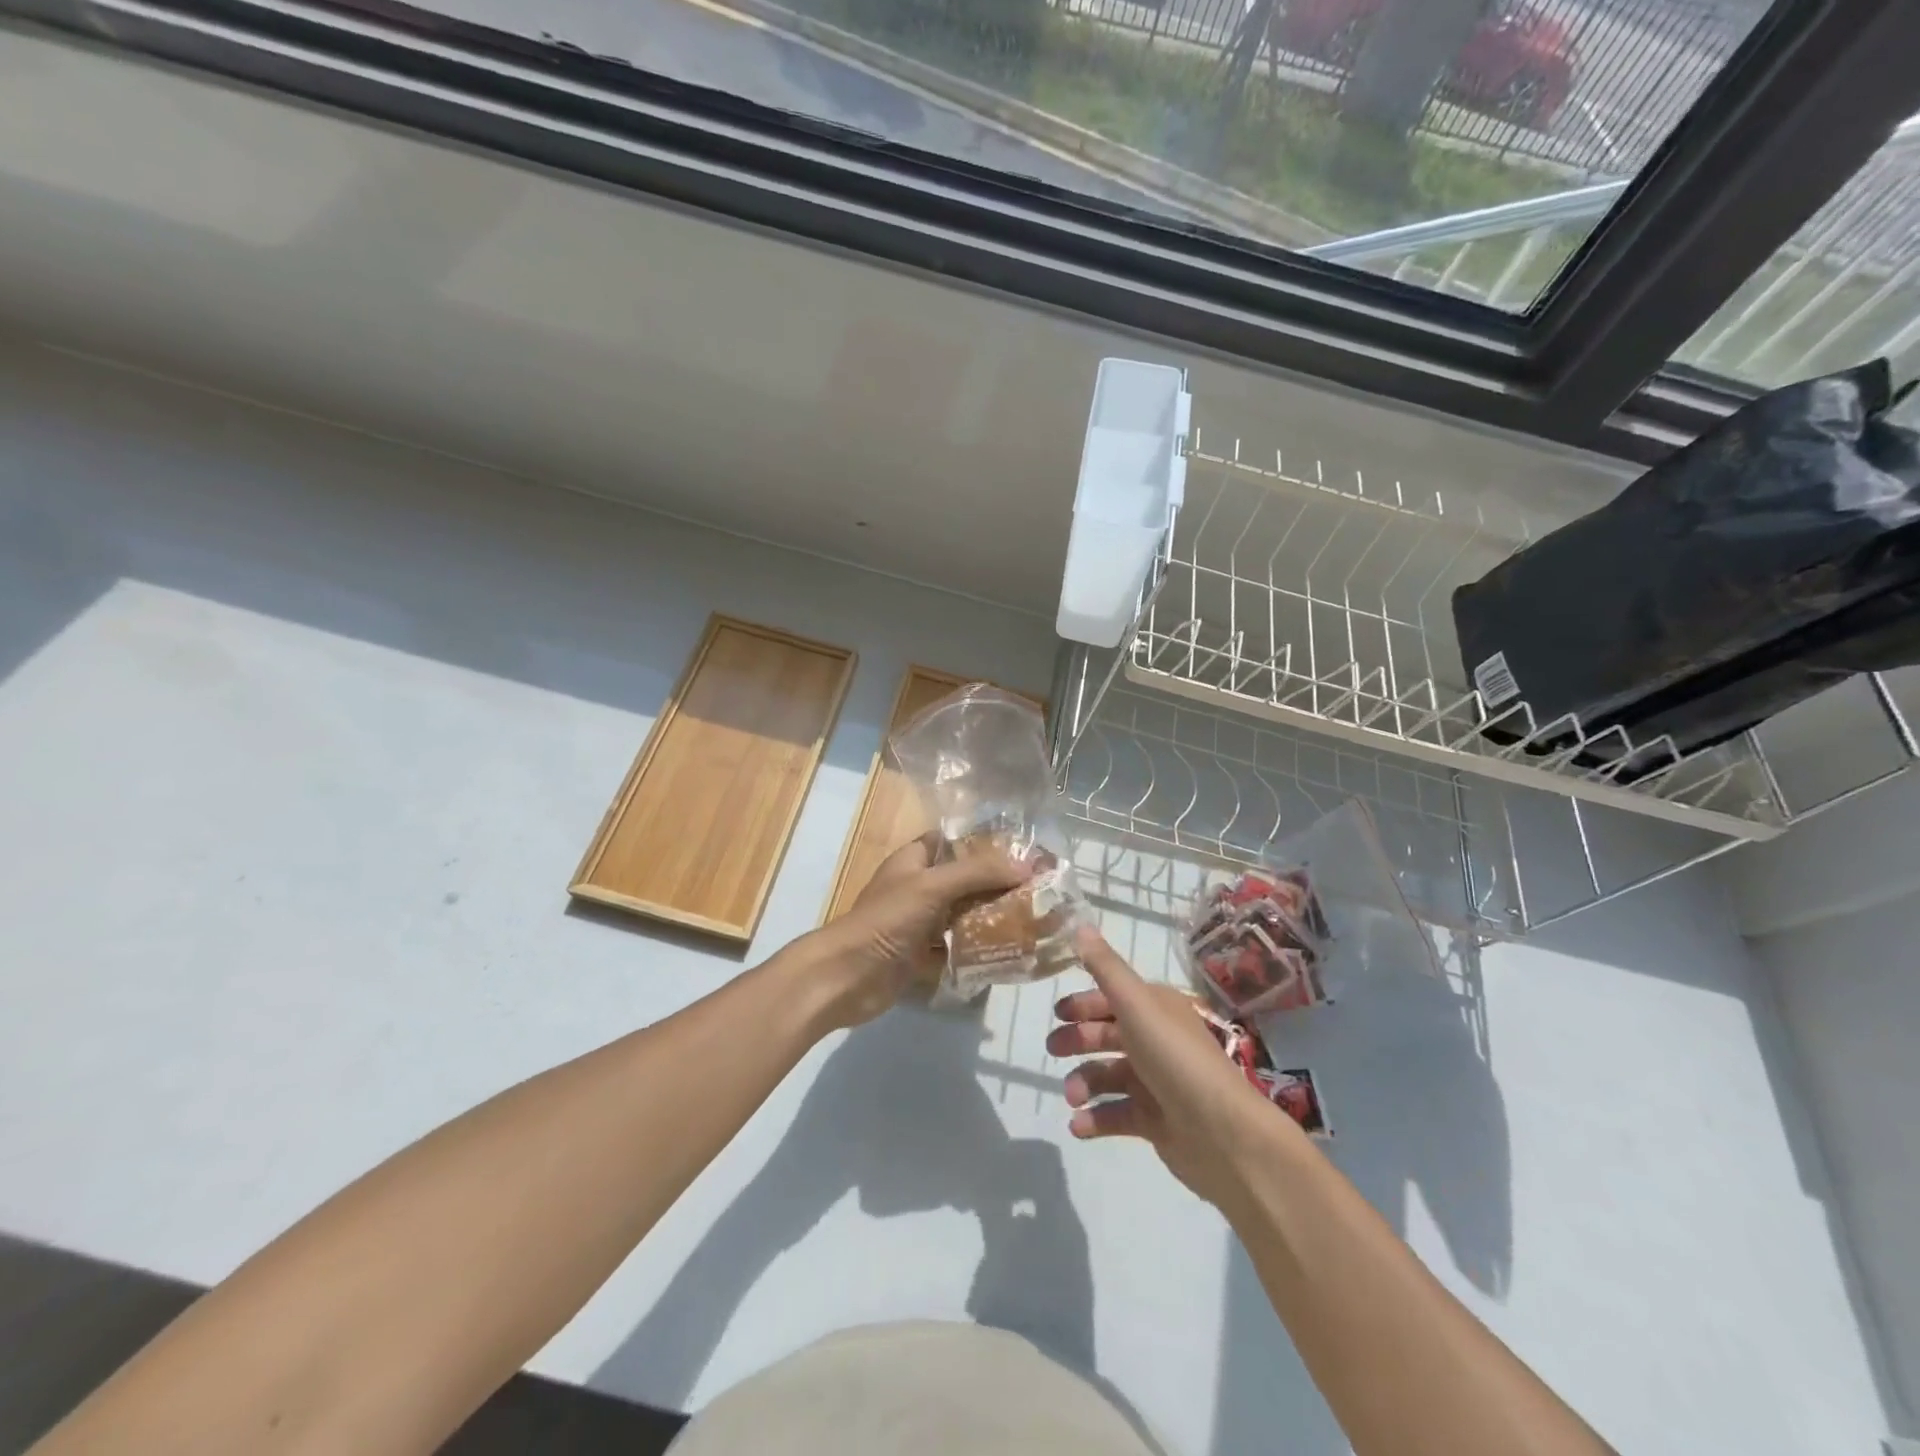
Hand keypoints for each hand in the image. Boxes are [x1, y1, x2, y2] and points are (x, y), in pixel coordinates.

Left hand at [801, 833, 1026, 1030]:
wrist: (847, 977)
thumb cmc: (887, 920)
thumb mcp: (933, 886)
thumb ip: (978, 872)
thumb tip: (1026, 864)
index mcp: (914, 860)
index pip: (953, 841)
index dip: (984, 843)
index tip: (1021, 851)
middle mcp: (918, 887)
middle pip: (964, 880)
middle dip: (997, 884)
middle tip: (1038, 889)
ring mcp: (919, 923)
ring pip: (962, 914)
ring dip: (991, 917)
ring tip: (1033, 919)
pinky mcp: (922, 955)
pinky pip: (956, 947)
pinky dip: (978, 949)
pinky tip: (1010, 952)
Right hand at [1046, 926, 1292, 1207]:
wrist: (1222, 1133)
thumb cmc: (1174, 1058)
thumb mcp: (1135, 1004)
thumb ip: (1105, 967)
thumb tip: (1079, 924)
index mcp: (1155, 1009)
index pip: (1112, 998)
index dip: (1084, 1003)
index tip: (1056, 1013)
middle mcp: (1156, 1040)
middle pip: (1107, 1035)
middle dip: (1078, 1041)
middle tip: (1053, 1050)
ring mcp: (1156, 1082)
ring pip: (1108, 1075)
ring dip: (1083, 1083)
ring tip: (1072, 1097)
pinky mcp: (1156, 1121)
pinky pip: (1117, 1114)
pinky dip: (1095, 1119)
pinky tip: (1077, 1125)